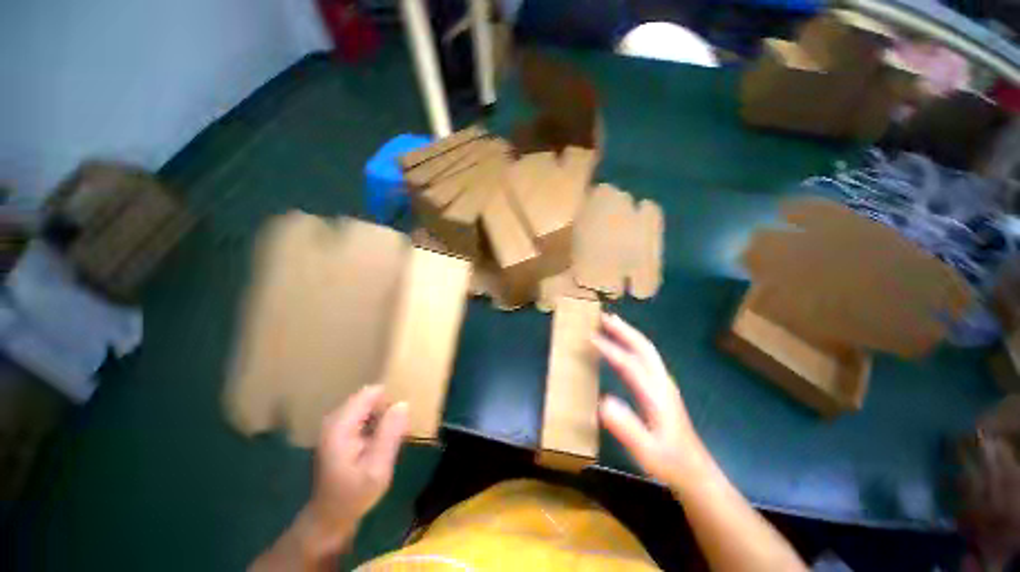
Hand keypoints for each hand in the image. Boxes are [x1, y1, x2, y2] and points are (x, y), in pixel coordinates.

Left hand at [306, 385, 407, 546]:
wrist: (329, 518)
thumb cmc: (354, 496)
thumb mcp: (377, 468)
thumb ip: (390, 434)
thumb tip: (403, 403)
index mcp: (341, 426)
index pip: (370, 393)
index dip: (389, 397)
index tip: (403, 414)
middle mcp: (335, 420)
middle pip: (368, 397)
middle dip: (387, 406)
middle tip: (400, 427)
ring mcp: (335, 425)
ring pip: (367, 404)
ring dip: (382, 413)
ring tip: (394, 432)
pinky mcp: (338, 432)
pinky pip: (363, 414)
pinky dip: (375, 420)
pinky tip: (382, 438)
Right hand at [593, 313, 707, 491]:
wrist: (694, 471)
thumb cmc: (669, 462)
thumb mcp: (647, 452)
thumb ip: (627, 428)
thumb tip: (603, 402)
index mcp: (656, 394)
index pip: (630, 363)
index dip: (610, 349)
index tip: (590, 337)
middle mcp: (661, 382)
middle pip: (644, 347)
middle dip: (623, 330)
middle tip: (603, 316)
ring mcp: (663, 383)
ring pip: (646, 350)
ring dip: (628, 334)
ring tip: (610, 324)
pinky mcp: (661, 388)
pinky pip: (645, 358)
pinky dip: (632, 345)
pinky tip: (622, 346)